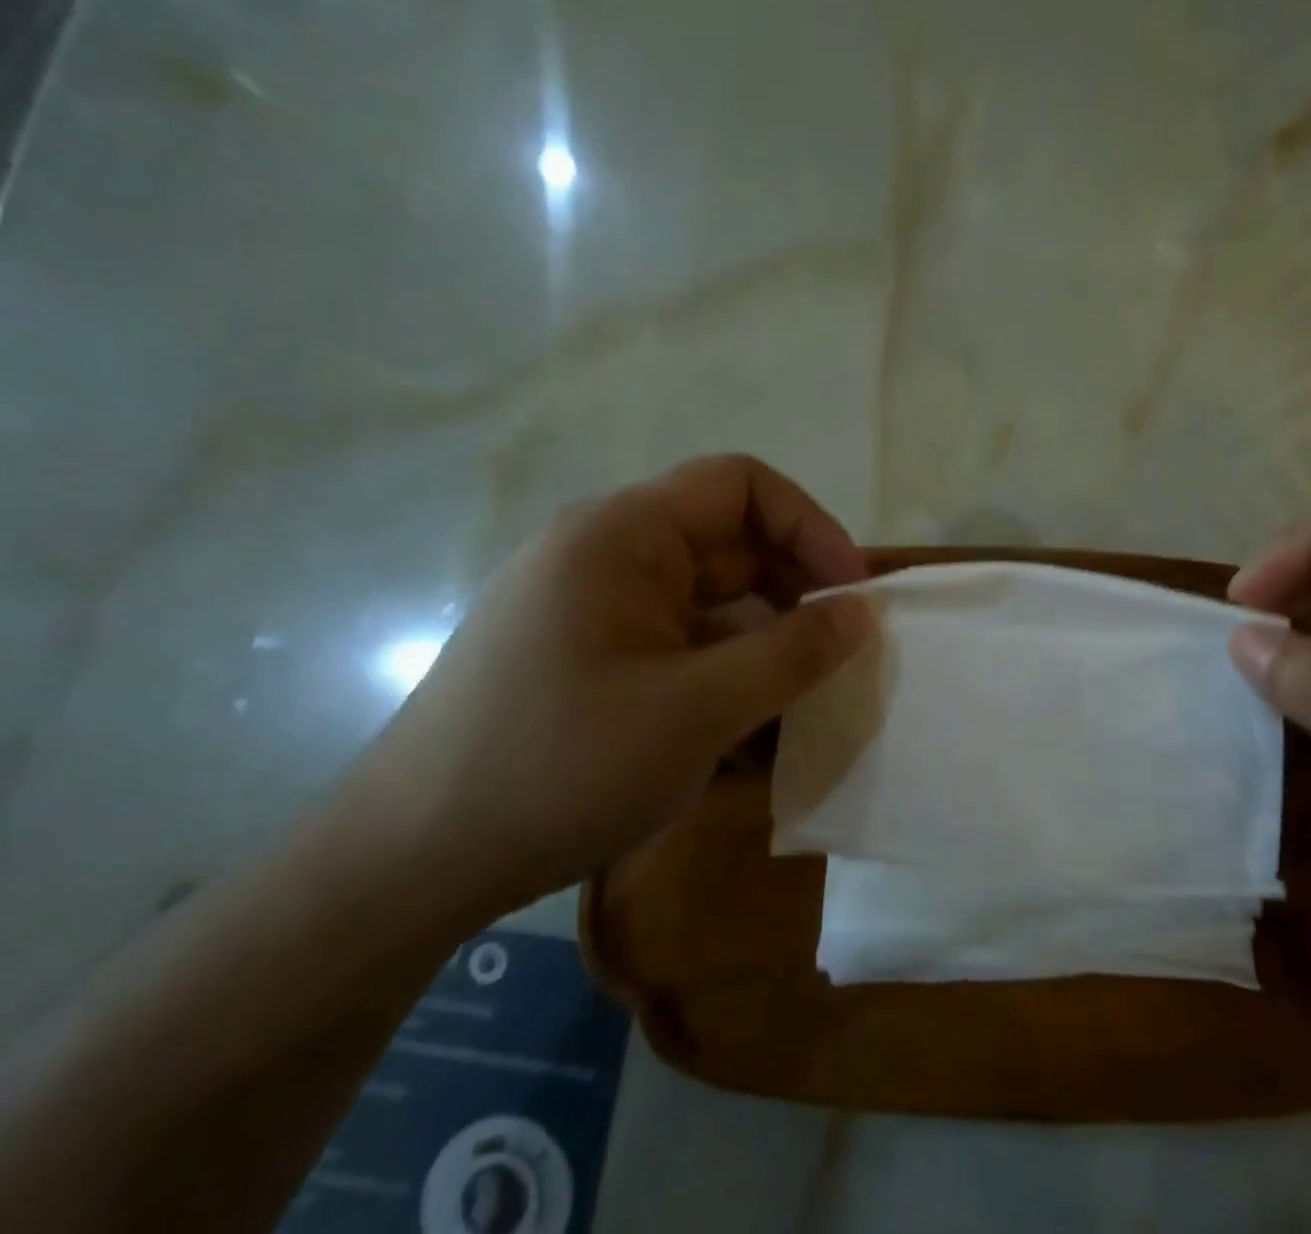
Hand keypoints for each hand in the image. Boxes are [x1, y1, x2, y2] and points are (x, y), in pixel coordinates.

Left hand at [350, 455, 872, 918]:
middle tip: (839, 653)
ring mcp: (593, 608)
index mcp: (623, 534)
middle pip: (728, 543)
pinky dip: (722, 675)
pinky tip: (748, 734)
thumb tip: (862, 613)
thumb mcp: (699, 710)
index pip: (740, 485)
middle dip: (794, 592)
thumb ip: (793, 654)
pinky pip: (677, 645)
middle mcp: (605, 554)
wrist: (403, 869)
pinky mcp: (586, 658)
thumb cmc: (560, 767)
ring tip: (802, 703)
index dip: (810, 526)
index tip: (850, 593)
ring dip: (763, 643)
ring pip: (708, 602)